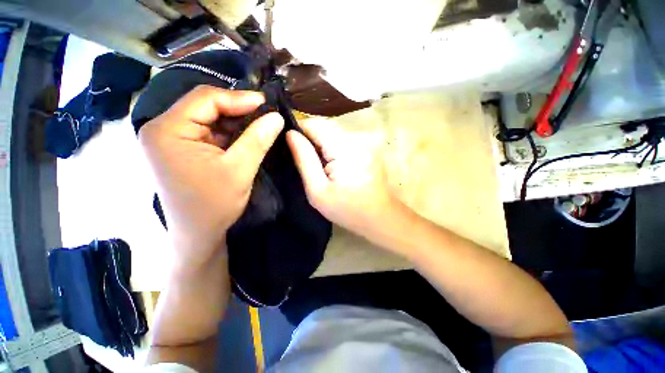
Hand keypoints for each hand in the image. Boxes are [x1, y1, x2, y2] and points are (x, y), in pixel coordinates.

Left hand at [139, 85, 283, 268]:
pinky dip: (231, 133)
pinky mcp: (183, 149)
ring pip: (210, 118)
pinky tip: (247, 137)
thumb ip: (258, 139)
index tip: (267, 104)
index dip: (239, 98)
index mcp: (167, 130)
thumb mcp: (240, 170)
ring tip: (261, 125)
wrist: (198, 233)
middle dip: (238, 110)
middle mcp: (163, 129)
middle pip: (206, 106)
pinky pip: (210, 131)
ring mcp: (172, 139)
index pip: (205, 99)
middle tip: (267, 115)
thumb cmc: (214, 205)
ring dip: (237, 122)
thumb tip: (277, 116)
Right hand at [287, 118, 401, 241]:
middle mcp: (356, 138)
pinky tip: (332, 166)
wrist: (380, 217)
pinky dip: (333, 149)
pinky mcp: (367, 148)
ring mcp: (364, 142)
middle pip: (324, 127)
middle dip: (310, 140)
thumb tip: (290, 134)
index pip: (314, 124)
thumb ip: (304, 160)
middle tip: (303, 161)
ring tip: (317, 166)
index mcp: (343, 148)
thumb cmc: (347, 209)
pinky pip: (343, 141)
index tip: (289, 145)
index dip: (298, 130)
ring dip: (321, 145)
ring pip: (333, 134)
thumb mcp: (318, 190)